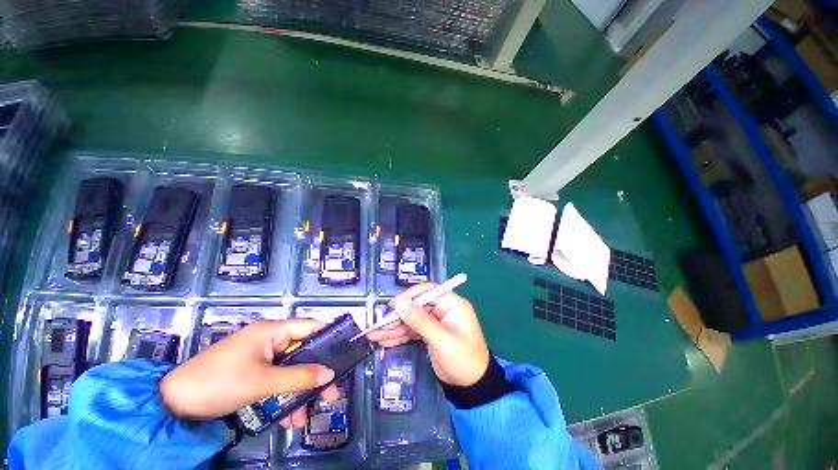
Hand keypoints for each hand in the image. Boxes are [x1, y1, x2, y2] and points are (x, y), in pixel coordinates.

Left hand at [159, 319, 337, 426]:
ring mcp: (260, 357)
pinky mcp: (252, 373)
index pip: (311, 327)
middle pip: (303, 353)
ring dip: (298, 392)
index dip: (330, 336)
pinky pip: (276, 381)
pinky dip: (283, 397)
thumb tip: (330, 374)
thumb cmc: (219, 382)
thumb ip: (299, 377)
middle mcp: (269, 340)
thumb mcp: (262, 382)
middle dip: (316, 374)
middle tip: (331, 394)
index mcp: (272, 331)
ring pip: (290, 371)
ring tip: (303, 417)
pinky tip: (286, 419)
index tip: (347, 350)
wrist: (174, 404)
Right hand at [368, 284, 489, 386]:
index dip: (409, 296)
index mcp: (452, 304)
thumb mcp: (441, 339)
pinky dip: (400, 336)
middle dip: (397, 317)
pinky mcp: (430, 333)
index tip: (392, 306)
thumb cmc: (463, 359)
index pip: (428, 291)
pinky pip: (413, 331)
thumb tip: (400, 302)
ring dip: (394, 328)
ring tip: (375, 336)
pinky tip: (386, 341)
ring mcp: (436, 322)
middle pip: (416, 306)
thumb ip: (420, 320)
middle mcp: (443, 309)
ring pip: (412, 320)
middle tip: (378, 326)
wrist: (472, 387)